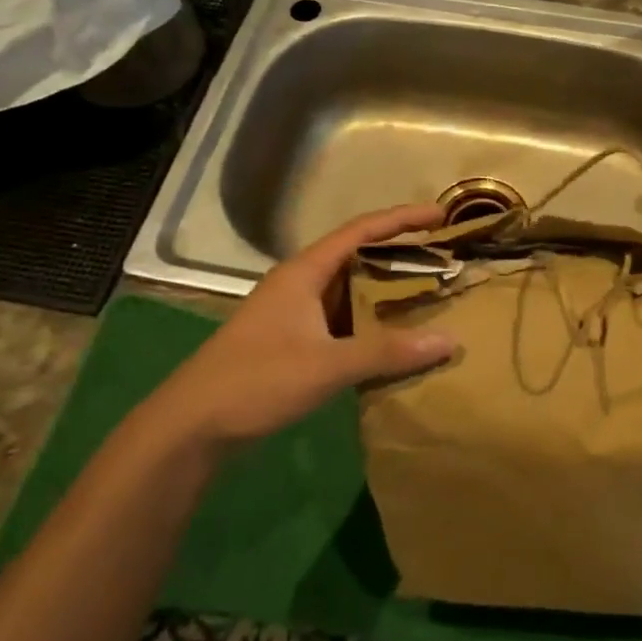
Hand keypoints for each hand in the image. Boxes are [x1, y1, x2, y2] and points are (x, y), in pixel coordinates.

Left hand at [137, 204, 456, 444]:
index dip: (402, 218)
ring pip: (351, 289)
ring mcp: (295, 313)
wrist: (192, 426)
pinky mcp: (293, 341)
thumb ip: (388, 352)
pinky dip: (372, 321)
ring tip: (430, 292)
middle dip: (401, 253)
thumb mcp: (327, 365)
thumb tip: (450, 341)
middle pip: (358, 255)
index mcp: (304, 272)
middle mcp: (300, 284)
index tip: (442, 214)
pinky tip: (397, 336)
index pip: (361, 230)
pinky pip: (343, 319)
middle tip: (445, 257)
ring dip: (387, 289)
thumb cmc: (256, 381)